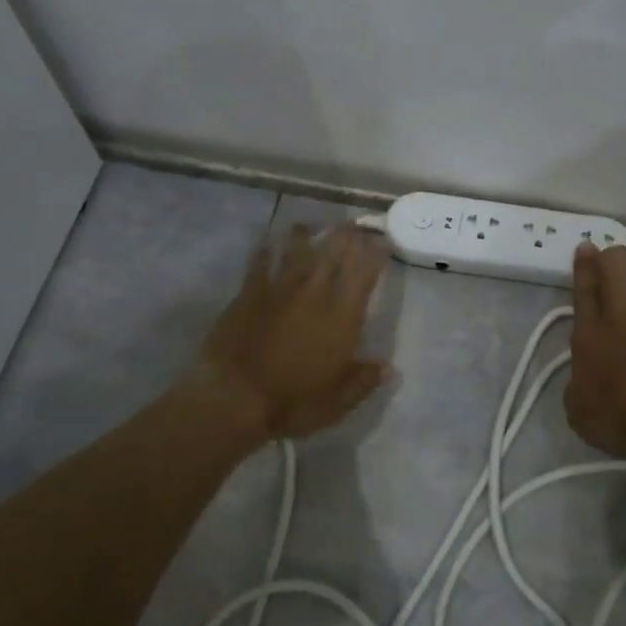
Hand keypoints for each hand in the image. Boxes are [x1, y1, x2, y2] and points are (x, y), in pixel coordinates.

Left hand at [195, 223, 391, 440]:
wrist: (235, 397)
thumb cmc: (293, 402)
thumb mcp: (338, 401)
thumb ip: (364, 380)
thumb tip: (390, 368)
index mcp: (342, 316)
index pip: (364, 274)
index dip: (374, 254)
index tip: (380, 241)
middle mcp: (315, 293)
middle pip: (333, 253)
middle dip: (344, 236)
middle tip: (350, 224)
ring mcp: (280, 289)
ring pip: (296, 251)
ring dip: (304, 236)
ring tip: (307, 226)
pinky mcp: (249, 293)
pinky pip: (261, 264)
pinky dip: (266, 252)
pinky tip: (267, 245)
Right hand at [564, 241, 625, 458]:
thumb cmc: (618, 417)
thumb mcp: (579, 410)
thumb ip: (580, 387)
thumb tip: (584, 383)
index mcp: (590, 333)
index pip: (583, 289)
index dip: (584, 266)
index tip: (587, 246)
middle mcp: (625, 316)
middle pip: (618, 268)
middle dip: (617, 258)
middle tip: (619, 259)